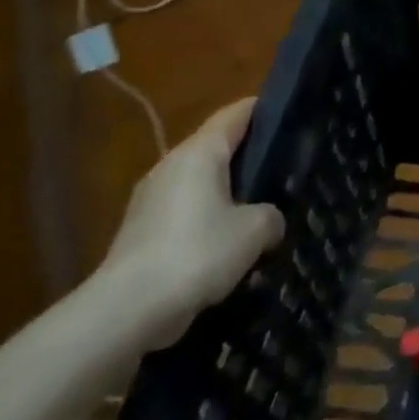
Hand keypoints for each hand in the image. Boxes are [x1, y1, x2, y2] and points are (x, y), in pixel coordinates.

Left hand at [97, 99, 283, 348]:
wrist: (127, 310)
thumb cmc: (197, 252)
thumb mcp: (256, 229)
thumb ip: (271, 215)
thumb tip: (267, 220)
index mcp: (198, 154)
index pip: (234, 115)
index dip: (263, 108)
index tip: (291, 111)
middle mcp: (171, 168)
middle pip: (217, 149)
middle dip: (250, 156)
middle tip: (286, 166)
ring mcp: (151, 202)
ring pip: (202, 185)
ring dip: (230, 194)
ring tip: (264, 209)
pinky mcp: (142, 234)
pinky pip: (187, 215)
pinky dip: (210, 222)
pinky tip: (233, 245)